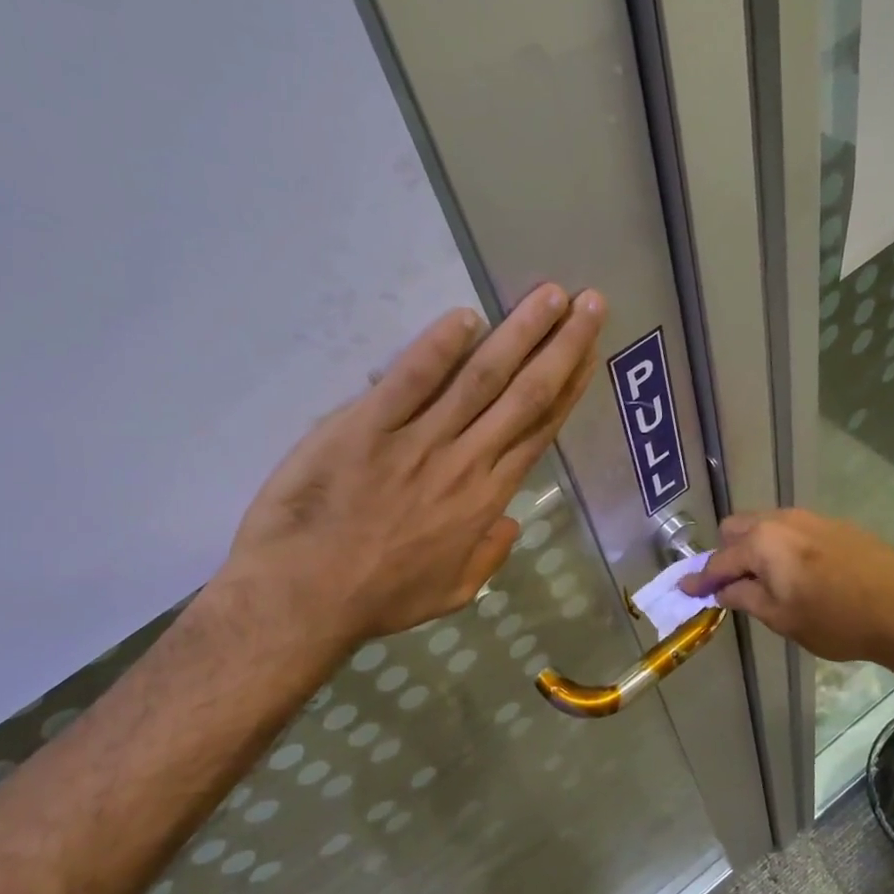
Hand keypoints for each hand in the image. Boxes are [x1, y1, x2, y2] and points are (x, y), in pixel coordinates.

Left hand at [221, 283, 604, 645]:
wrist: (304, 598)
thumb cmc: (379, 598)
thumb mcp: (451, 591)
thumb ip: (488, 556)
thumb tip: (512, 522)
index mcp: (486, 498)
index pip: (537, 430)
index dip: (568, 387)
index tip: (588, 352)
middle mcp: (464, 461)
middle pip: (523, 395)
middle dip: (561, 346)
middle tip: (589, 303)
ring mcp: (416, 441)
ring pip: (480, 379)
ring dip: (518, 334)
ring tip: (548, 295)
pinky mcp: (366, 427)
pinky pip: (410, 380)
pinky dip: (438, 347)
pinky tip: (465, 317)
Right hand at [680, 509, 893, 661]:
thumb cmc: (835, 620)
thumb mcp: (781, 617)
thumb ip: (744, 598)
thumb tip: (721, 591)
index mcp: (763, 542)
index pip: (720, 561)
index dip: (700, 579)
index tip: (685, 589)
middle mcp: (782, 520)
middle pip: (737, 528)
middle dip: (727, 553)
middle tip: (731, 584)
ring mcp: (811, 518)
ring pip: (766, 525)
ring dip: (755, 547)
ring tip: (766, 578)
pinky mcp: (835, 525)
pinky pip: (793, 530)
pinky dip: (782, 547)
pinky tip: (800, 572)